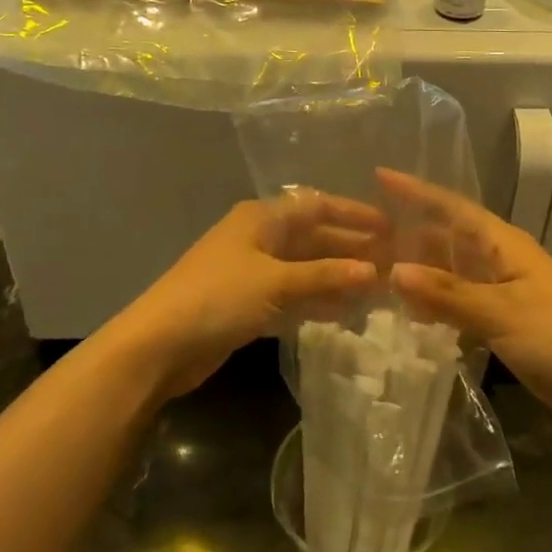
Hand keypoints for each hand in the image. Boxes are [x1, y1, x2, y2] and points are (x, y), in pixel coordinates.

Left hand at [118, 192, 385, 397]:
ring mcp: (253, 272)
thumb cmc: (217, 298)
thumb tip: (374, 271)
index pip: (317, 206)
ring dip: (338, 279)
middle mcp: (260, 238)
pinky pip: (293, 296)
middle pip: (314, 238)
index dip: (353, 215)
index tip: (390, 228)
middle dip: (351, 250)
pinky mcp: (249, 304)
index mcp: (262, 218)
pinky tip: (346, 315)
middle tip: (393, 265)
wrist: (158, 346)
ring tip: (379, 293)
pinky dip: (317, 303)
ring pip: (306, 269)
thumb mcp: (275, 282)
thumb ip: (325, 276)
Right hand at [378, 169, 551, 430]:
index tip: (380, 176)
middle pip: (447, 238)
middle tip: (363, 235)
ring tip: (375, 270)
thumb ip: (447, 294)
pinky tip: (409, 313)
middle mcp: (500, 261)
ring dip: (419, 270)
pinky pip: (460, 302)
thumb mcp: (501, 312)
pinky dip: (435, 303)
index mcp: (503, 245)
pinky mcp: (505, 322)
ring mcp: (504, 292)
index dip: (416, 191)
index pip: (452, 207)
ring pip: (451, 272)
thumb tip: (393, 272)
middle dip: (409, 233)